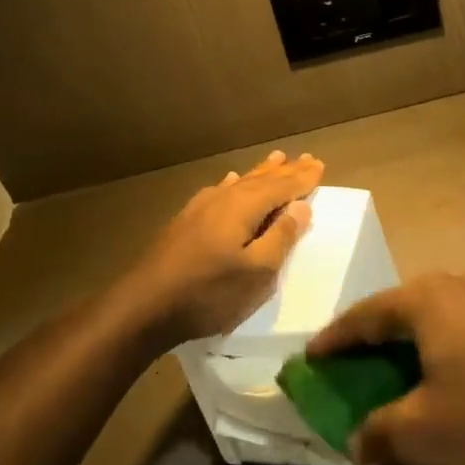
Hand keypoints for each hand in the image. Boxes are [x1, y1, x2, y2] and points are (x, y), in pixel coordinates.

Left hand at [114, 150, 323, 349]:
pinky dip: (232, 184)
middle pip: (261, 180)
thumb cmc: (208, 292)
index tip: (320, 165)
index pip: (282, 187)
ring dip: (261, 172)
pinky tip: (229, 181)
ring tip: (275, 159)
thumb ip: (281, 237)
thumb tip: (301, 206)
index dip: (303, 178)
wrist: (144, 307)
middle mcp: (223, 199)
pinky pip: (219, 191)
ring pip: (239, 183)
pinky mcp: (185, 222)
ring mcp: (200, 209)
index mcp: (244, 207)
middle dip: (285, 171)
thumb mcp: (257, 272)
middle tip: (305, 157)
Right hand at [306, 271, 464, 464]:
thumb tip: (358, 439)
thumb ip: (379, 432)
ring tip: (401, 374)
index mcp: (429, 299)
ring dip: (415, 345)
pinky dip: (449, 349)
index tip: (311, 357)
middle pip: (403, 309)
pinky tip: (453, 379)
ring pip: (441, 317)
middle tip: (353, 368)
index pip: (365, 314)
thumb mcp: (426, 434)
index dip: (334, 339)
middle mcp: (463, 284)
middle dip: (375, 340)